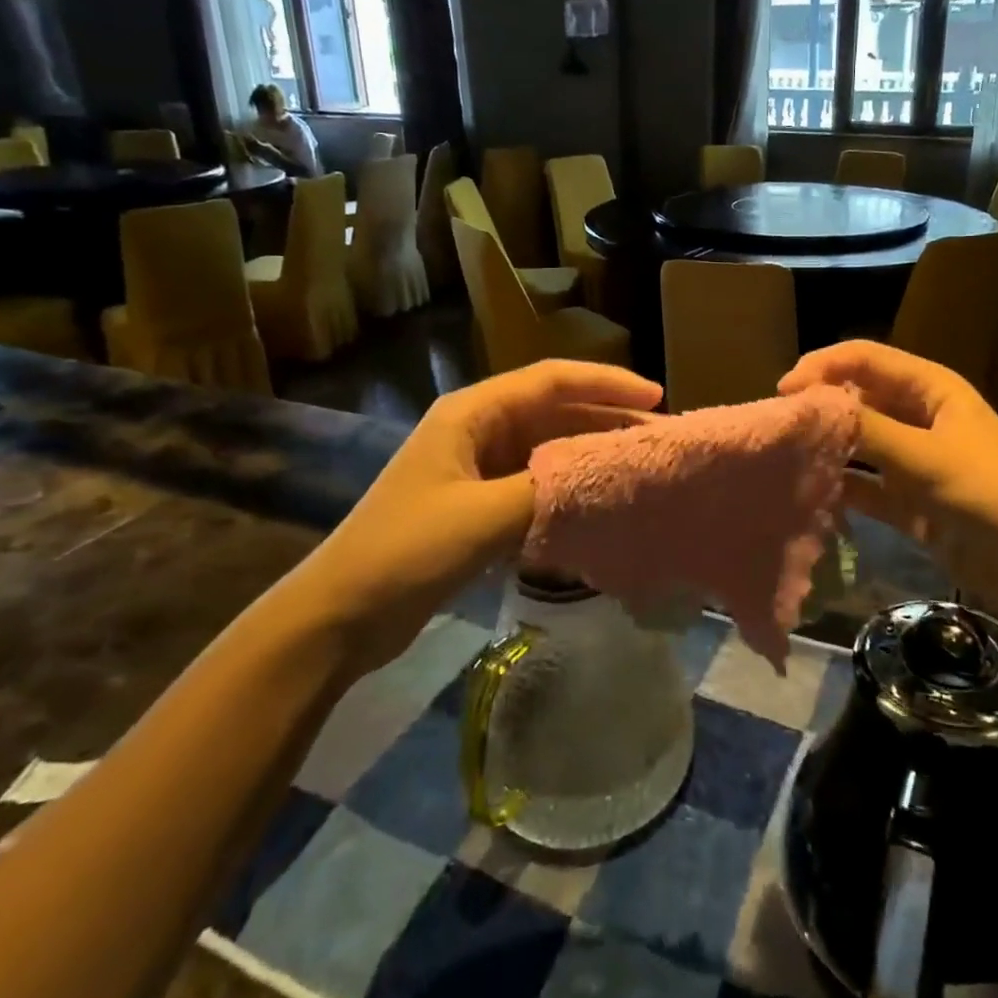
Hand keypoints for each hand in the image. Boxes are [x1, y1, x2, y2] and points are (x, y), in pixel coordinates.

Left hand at [274, 360, 662, 673]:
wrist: (340, 616)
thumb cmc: (406, 551)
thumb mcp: (483, 515)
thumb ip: (549, 489)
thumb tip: (608, 474)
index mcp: (472, 413)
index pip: (551, 381)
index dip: (606, 383)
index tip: (656, 397)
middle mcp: (477, 430)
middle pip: (554, 412)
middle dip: (606, 419)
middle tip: (657, 437)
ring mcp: (476, 469)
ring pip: (548, 449)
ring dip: (590, 455)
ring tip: (637, 467)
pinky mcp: (478, 506)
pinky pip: (536, 484)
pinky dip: (569, 488)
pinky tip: (600, 503)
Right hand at [780, 341, 997, 640]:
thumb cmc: (992, 495)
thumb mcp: (927, 456)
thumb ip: (867, 429)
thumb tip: (808, 406)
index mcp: (930, 389)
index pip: (864, 359)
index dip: (822, 367)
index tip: (783, 393)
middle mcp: (918, 417)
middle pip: (857, 399)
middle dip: (819, 408)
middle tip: (777, 428)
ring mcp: (913, 461)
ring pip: (858, 444)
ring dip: (826, 449)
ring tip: (782, 460)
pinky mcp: (910, 502)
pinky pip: (865, 487)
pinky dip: (841, 489)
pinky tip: (808, 497)